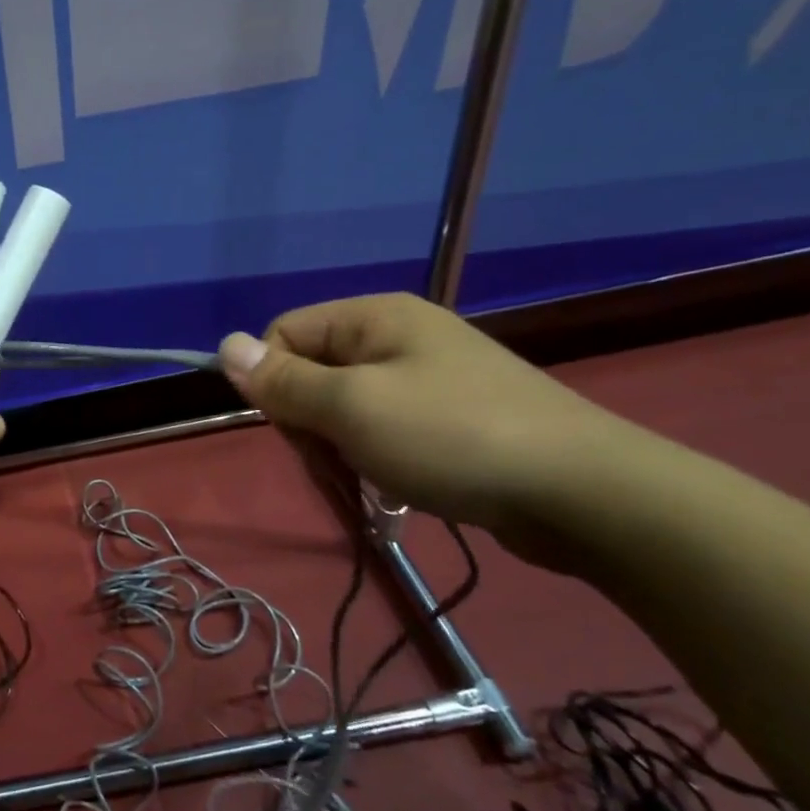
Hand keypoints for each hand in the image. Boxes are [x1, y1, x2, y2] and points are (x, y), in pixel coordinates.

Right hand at [218, 293, 621, 548]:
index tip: (296, 429)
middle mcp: (399, 336)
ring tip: (370, 480)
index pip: (284, 333)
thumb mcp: (353, 408)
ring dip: (341, 446)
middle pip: (313, 371)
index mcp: (374, 317)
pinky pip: (384, 428)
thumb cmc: (452, 437)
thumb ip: (283, 380)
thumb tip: (223, 345)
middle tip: (335, 461)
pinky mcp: (452, 417)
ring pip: (346, 406)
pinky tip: (395, 485)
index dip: (272, 381)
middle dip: (309, 420)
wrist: (585, 493)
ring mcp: (429, 377)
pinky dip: (376, 457)